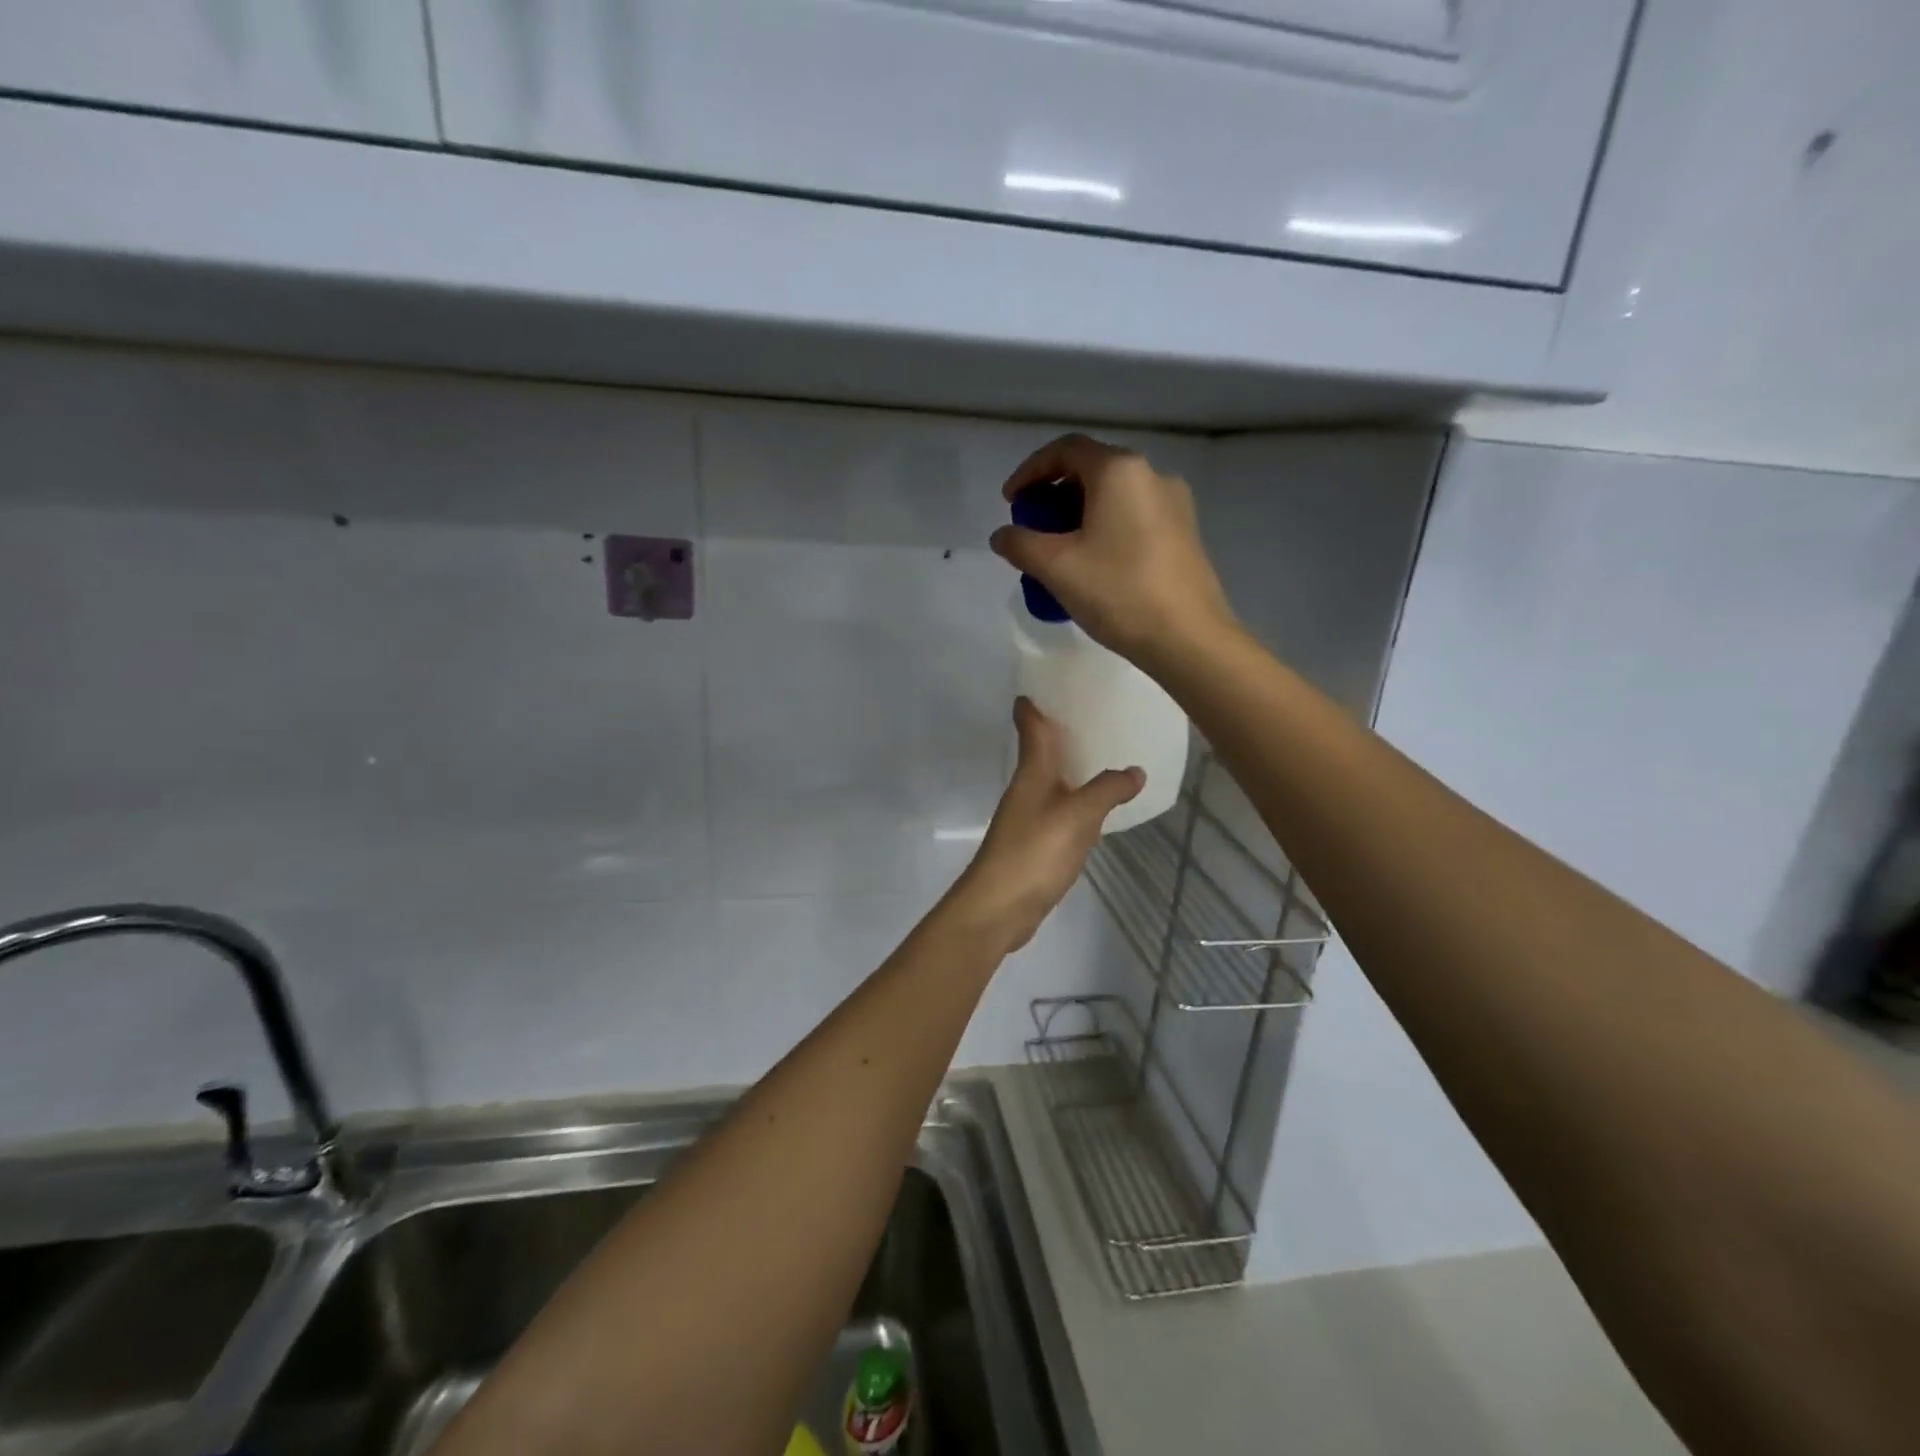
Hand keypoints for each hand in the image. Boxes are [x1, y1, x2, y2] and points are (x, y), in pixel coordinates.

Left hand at [947, 697, 1142, 955]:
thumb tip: (1135, 771)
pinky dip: (1078, 800)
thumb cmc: (1034, 852)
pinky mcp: (1036, 844)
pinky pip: (1061, 810)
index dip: (1034, 705)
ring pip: (1054, 781)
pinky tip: (1097, 807)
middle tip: (1097, 712)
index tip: (1047, 683)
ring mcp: (1029, 818)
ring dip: (1074, 767)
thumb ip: (1107, 791)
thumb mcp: (1078, 817)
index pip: (1031, 727)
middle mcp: (1028, 789)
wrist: (999, 908)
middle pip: (1044, 751)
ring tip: (1106, 754)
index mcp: (1032, 773)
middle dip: (1064, 732)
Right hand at [988, 433, 1235, 669]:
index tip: (1011, 502)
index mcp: (1120, 471)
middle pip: (1092, 470)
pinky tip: (1092, 565)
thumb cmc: (1119, 593)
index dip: (1030, 471)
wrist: (1188, 638)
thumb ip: (1021, 544)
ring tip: (1058, 552)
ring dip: (1078, 514)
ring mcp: (1174, 505)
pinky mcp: (1184, 534)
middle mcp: (1151, 475)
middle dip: (1054, 495)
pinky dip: (1104, 528)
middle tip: (1032, 528)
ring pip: (1114, 496)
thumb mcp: (1057, 568)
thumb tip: (1002, 535)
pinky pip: (1133, 517)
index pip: (1066, 450)